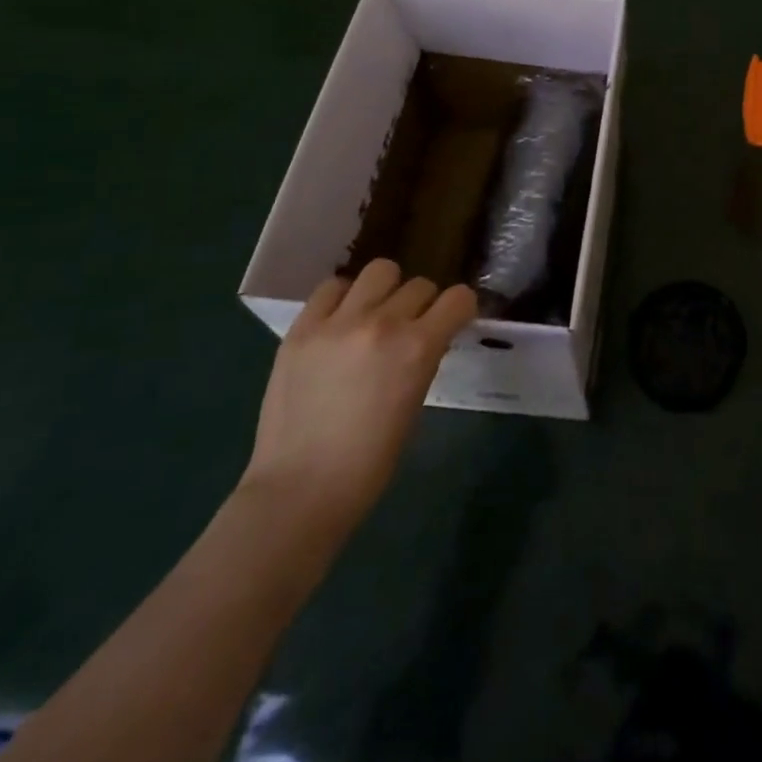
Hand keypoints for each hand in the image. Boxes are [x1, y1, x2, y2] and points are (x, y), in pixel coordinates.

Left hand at [241, 261, 475, 543]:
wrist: (300, 490)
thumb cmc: (370, 462)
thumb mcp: (415, 401)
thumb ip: (423, 358)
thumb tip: (426, 336)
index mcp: (418, 348)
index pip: (458, 298)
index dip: (460, 309)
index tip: (453, 321)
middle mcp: (382, 323)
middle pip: (420, 285)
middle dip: (423, 304)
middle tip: (409, 329)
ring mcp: (338, 322)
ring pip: (379, 271)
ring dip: (386, 290)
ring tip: (374, 315)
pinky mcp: (301, 329)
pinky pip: (332, 287)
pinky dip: (343, 298)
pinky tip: (340, 321)